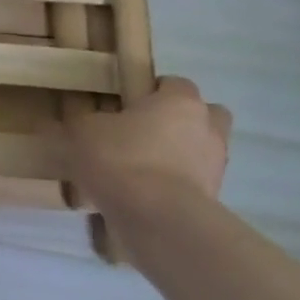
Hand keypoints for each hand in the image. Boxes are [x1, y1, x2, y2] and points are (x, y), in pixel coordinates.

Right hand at [65, 76, 231, 216]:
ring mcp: (216, 163)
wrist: (155, 216)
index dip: (149, 91)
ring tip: (139, 171)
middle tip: (142, 135)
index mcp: (180, 101)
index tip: (124, 106)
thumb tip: (91, 123)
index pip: (173, 83)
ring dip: (176, 156)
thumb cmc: (120, 159)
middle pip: (200, 115)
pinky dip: (172, 184)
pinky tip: (144, 195)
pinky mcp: (213, 195)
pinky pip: (191, 181)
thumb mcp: (84, 131)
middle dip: (177, 122)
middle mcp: (208, 126)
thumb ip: (89, 120)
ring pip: (198, 150)